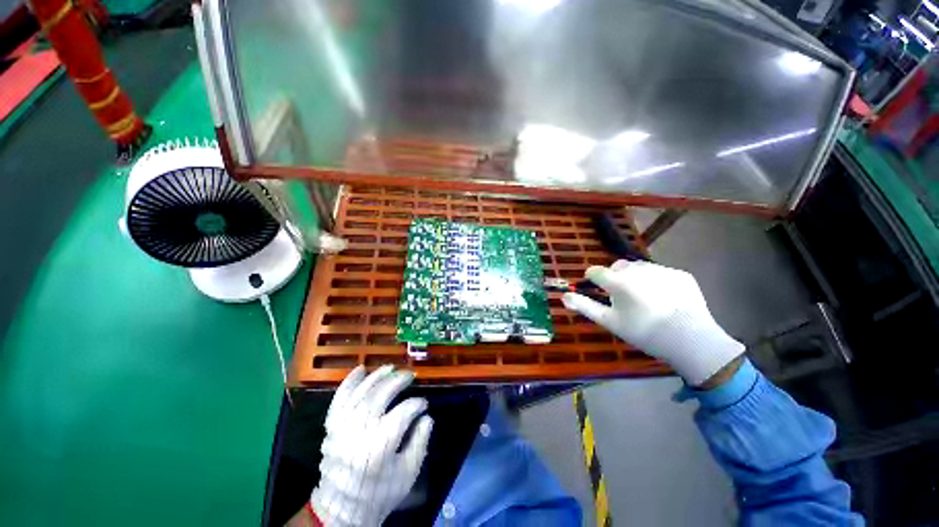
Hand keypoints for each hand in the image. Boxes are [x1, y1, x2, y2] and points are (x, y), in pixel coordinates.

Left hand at [311, 365, 432, 526]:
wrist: (342, 507)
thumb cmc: (380, 491)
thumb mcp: (408, 473)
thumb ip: (420, 442)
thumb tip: (427, 417)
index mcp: (381, 445)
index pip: (403, 412)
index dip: (416, 404)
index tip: (423, 404)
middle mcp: (360, 431)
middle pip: (381, 396)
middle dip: (398, 381)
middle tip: (410, 375)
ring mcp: (343, 426)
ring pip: (361, 393)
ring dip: (377, 377)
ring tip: (391, 368)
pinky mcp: (332, 426)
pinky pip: (339, 399)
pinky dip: (349, 382)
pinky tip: (360, 369)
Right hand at [562, 261, 744, 385]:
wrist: (691, 340)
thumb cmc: (643, 332)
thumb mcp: (609, 321)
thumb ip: (584, 306)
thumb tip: (563, 296)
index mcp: (618, 281)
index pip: (595, 271)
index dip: (592, 279)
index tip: (597, 289)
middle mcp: (637, 270)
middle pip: (617, 266)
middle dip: (615, 277)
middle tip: (622, 296)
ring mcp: (661, 270)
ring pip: (638, 268)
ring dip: (635, 277)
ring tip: (644, 297)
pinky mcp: (679, 274)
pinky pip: (660, 273)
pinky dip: (656, 281)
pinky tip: (664, 298)